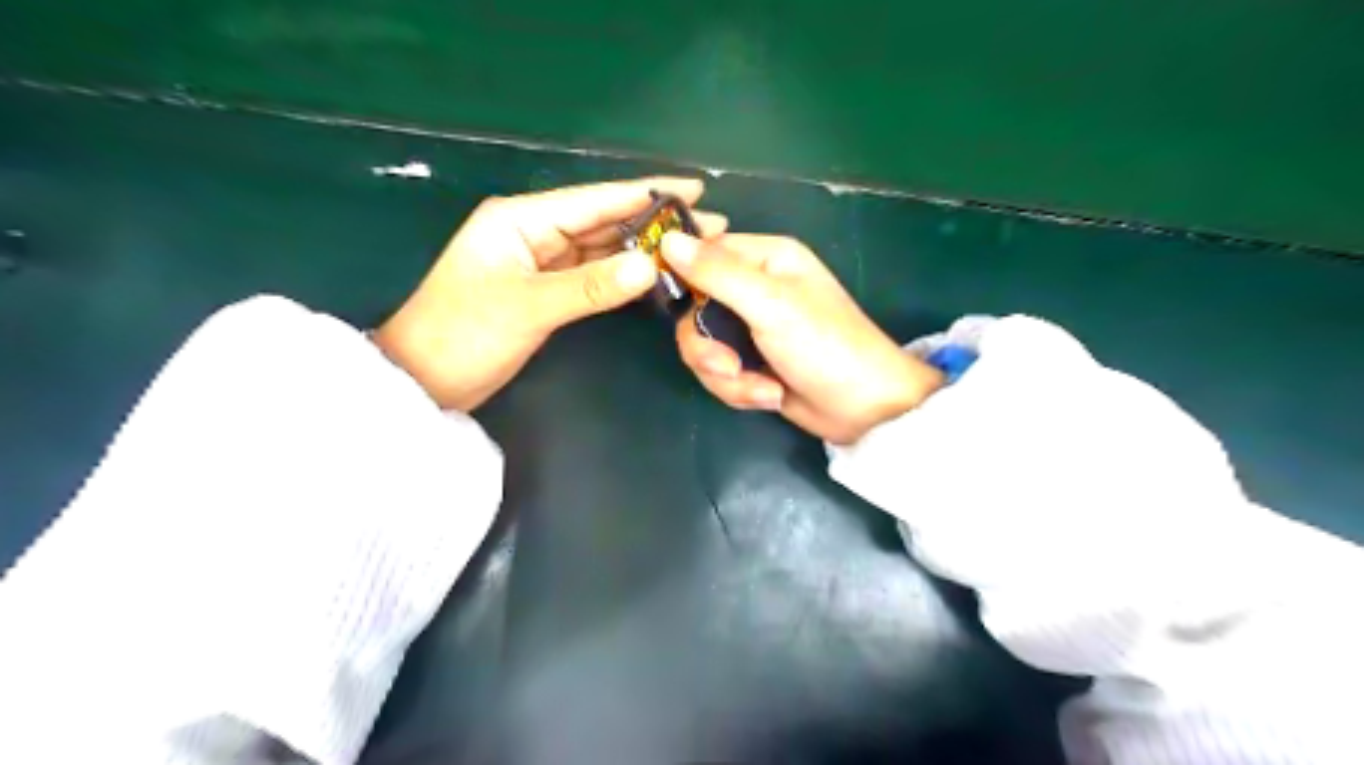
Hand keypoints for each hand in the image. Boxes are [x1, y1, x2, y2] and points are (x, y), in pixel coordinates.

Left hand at [369, 178, 728, 410]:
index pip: (595, 199)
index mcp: (522, 219)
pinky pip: (594, 275)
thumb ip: (591, 286)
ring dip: (643, 248)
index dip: (647, 193)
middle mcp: (534, 232)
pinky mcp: (547, 290)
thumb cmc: (464, 335)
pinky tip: (654, 275)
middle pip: (604, 221)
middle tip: (710, 226)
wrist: (424, 381)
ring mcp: (541, 262)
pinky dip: (623, 275)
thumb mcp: (528, 307)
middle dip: (655, 222)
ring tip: (692, 249)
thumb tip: (650, 265)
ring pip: (602, 248)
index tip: (696, 190)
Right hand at [665, 231, 945, 441]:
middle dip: (708, 348)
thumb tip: (667, 239)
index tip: (679, 308)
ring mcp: (751, 330)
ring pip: (704, 348)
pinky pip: (719, 373)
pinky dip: (740, 391)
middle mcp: (755, 289)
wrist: (863, 410)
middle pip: (694, 311)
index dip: (684, 280)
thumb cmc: (825, 347)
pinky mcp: (751, 364)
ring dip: (727, 377)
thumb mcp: (770, 305)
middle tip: (729, 366)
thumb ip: (717, 273)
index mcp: (765, 259)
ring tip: (763, 390)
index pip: (703, 254)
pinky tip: (771, 397)